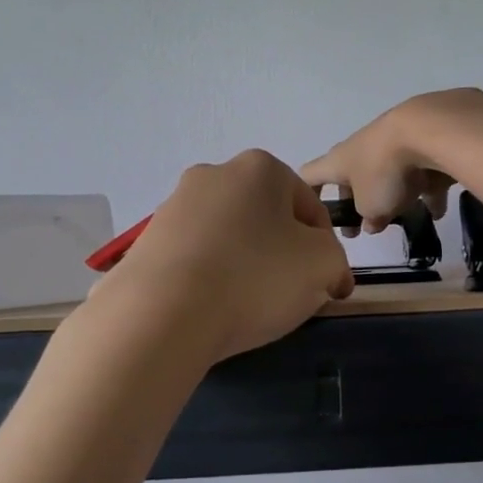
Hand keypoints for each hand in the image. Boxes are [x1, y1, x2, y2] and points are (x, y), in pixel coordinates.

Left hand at [102, 150, 354, 362]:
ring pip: (229, 238)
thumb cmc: (254, 277)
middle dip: (282, 253)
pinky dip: (210, 278)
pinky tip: (212, 309)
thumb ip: (336, 260)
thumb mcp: (323, 265)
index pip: (310, 208)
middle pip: (266, 219)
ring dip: (245, 265)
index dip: (326, 249)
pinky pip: (195, 259)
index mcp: (260, 168)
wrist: (162, 314)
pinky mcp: (147, 241)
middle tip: (289, 295)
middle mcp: (214, 175)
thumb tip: (328, 273)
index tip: (326, 285)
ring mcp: (174, 206)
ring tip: (247, 307)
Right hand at [301, 89, 482, 234]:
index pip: (310, 175)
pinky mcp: (421, 142)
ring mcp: (392, 142)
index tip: (312, 214)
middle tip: (364, 227)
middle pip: (352, 176)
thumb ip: (368, 219)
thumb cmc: (385, 171)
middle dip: (357, 202)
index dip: (306, 193)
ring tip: (406, 219)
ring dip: (394, 196)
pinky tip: (437, 209)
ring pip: (388, 174)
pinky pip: (420, 171)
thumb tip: (371, 223)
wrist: (429, 130)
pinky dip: (426, 190)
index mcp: (339, 161)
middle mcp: (361, 148)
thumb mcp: (371, 207)